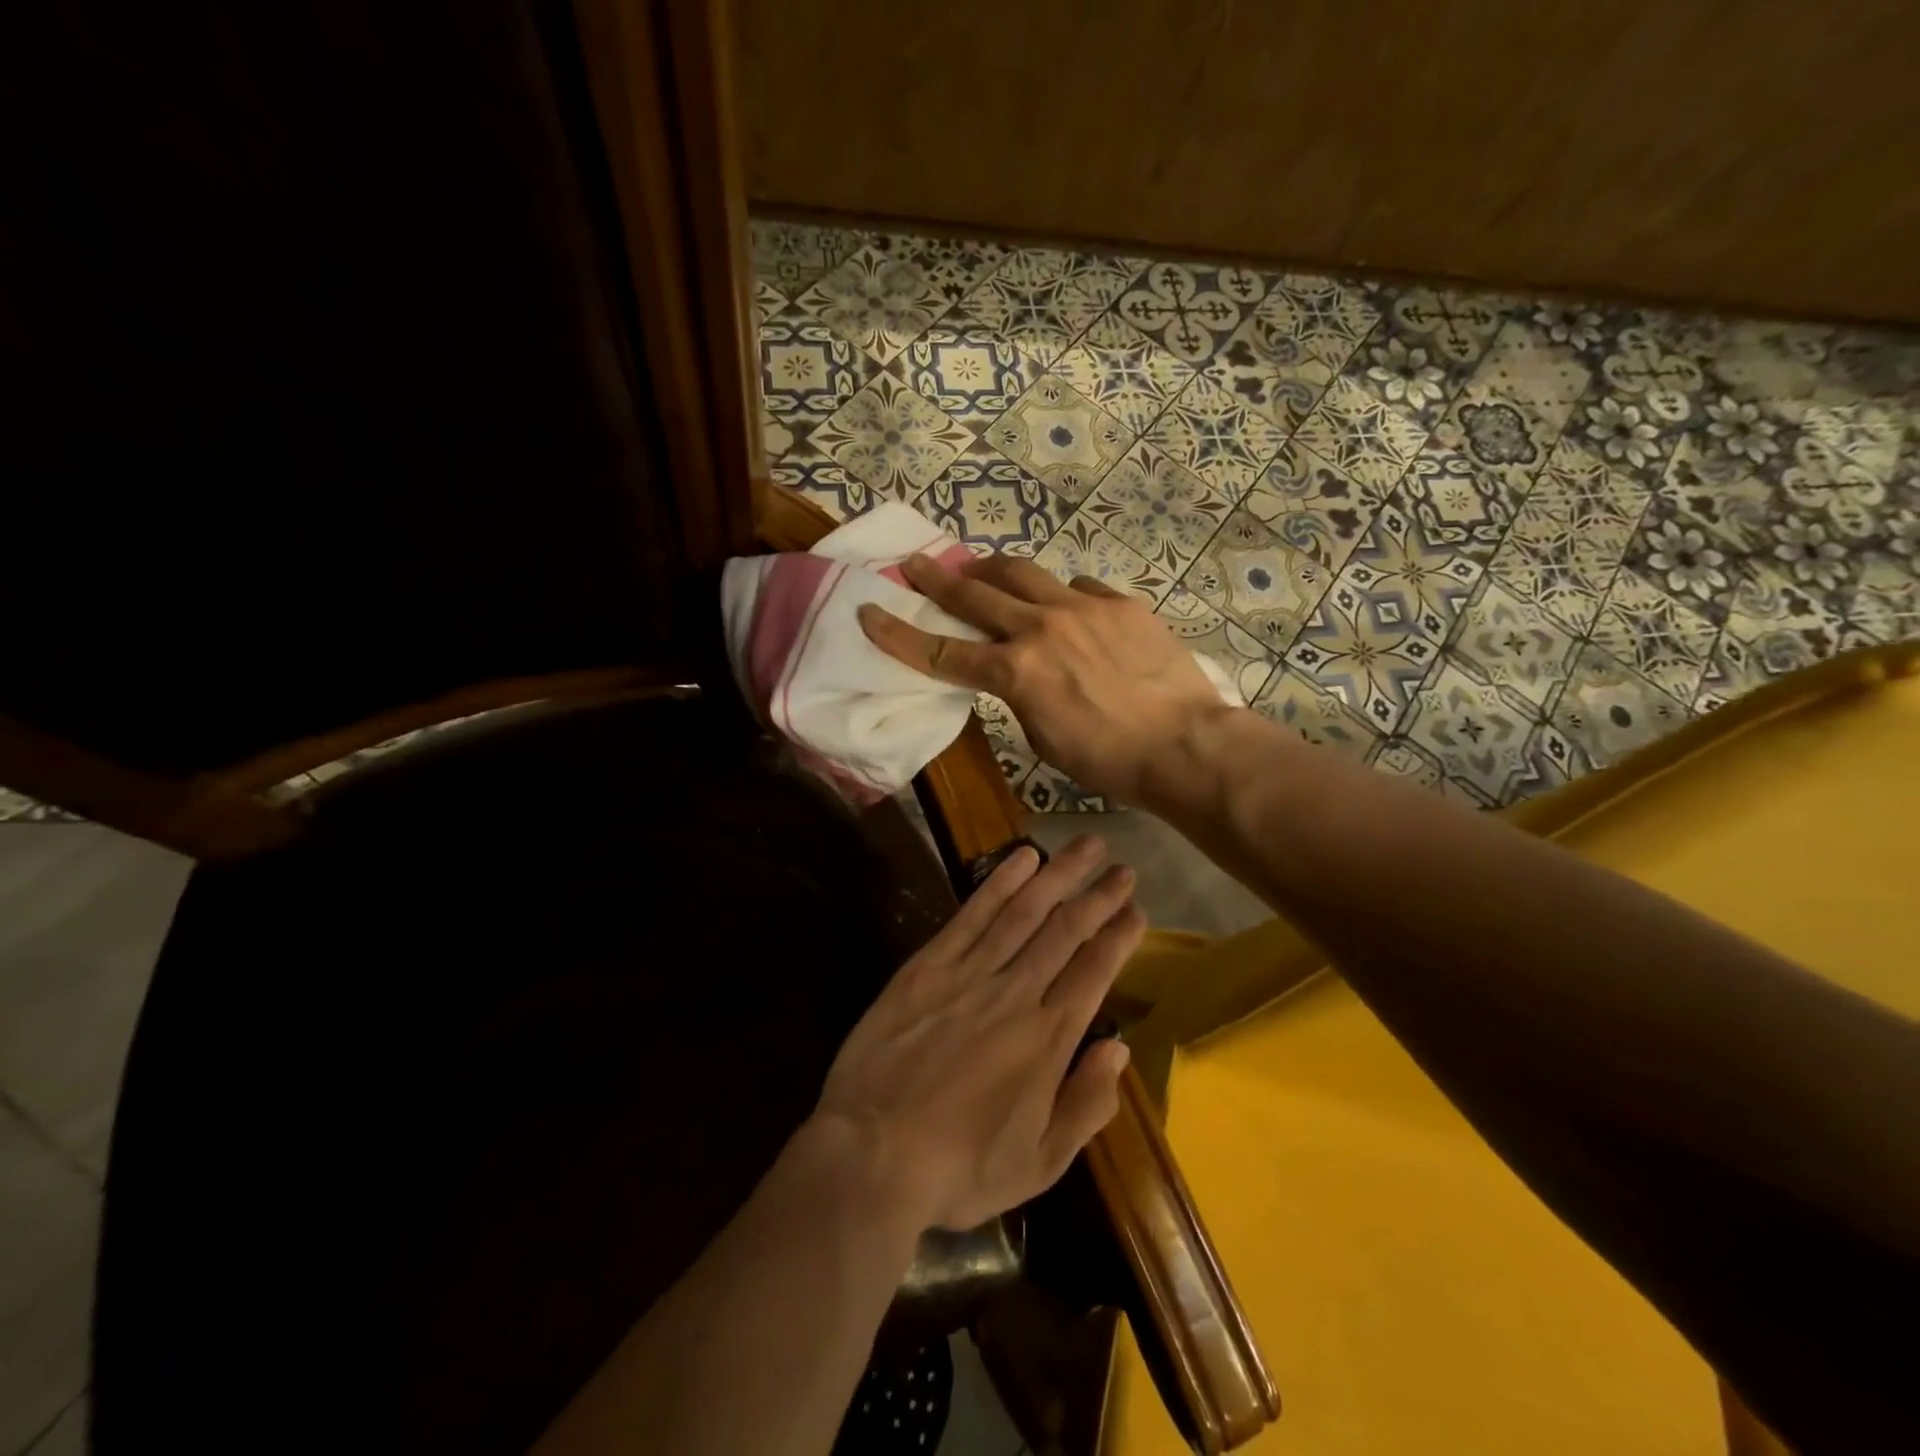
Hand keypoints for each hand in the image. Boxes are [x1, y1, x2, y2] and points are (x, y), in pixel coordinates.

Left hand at [813, 836, 1143, 1231]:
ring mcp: (970, 974)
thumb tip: (1119, 1051)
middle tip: (1123, 867)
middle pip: (1066, 932)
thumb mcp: (1038, 1164)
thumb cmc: (959, 1168)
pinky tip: (1022, 858)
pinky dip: (1000, 883)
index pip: (1094, 972)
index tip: (1137, 911)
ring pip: (1025, 912)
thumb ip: (1085, 1105)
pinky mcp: (928, 965)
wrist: (871, 1154)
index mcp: (1047, 1040)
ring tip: (1085, 845)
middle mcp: (1016, 994)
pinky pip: (972, 915)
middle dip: (1098, 896)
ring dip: (1059, 875)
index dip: (1119, 937)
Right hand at [857, 555, 1225, 805]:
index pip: (942, 651)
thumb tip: (1015, 671)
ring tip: (979, 567)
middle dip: (938, 577)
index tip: (869, 612)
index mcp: (1016, 671)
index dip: (899, 634)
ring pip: (1024, 573)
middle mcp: (1041, 627)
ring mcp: (1084, 608)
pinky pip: (1078, 588)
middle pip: (976, 593)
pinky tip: (1064, 606)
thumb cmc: (1109, 760)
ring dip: (993, 569)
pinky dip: (1060, 595)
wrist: (1186, 746)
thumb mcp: (1043, 737)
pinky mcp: (1120, 603)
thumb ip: (1018, 695)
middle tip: (914, 562)